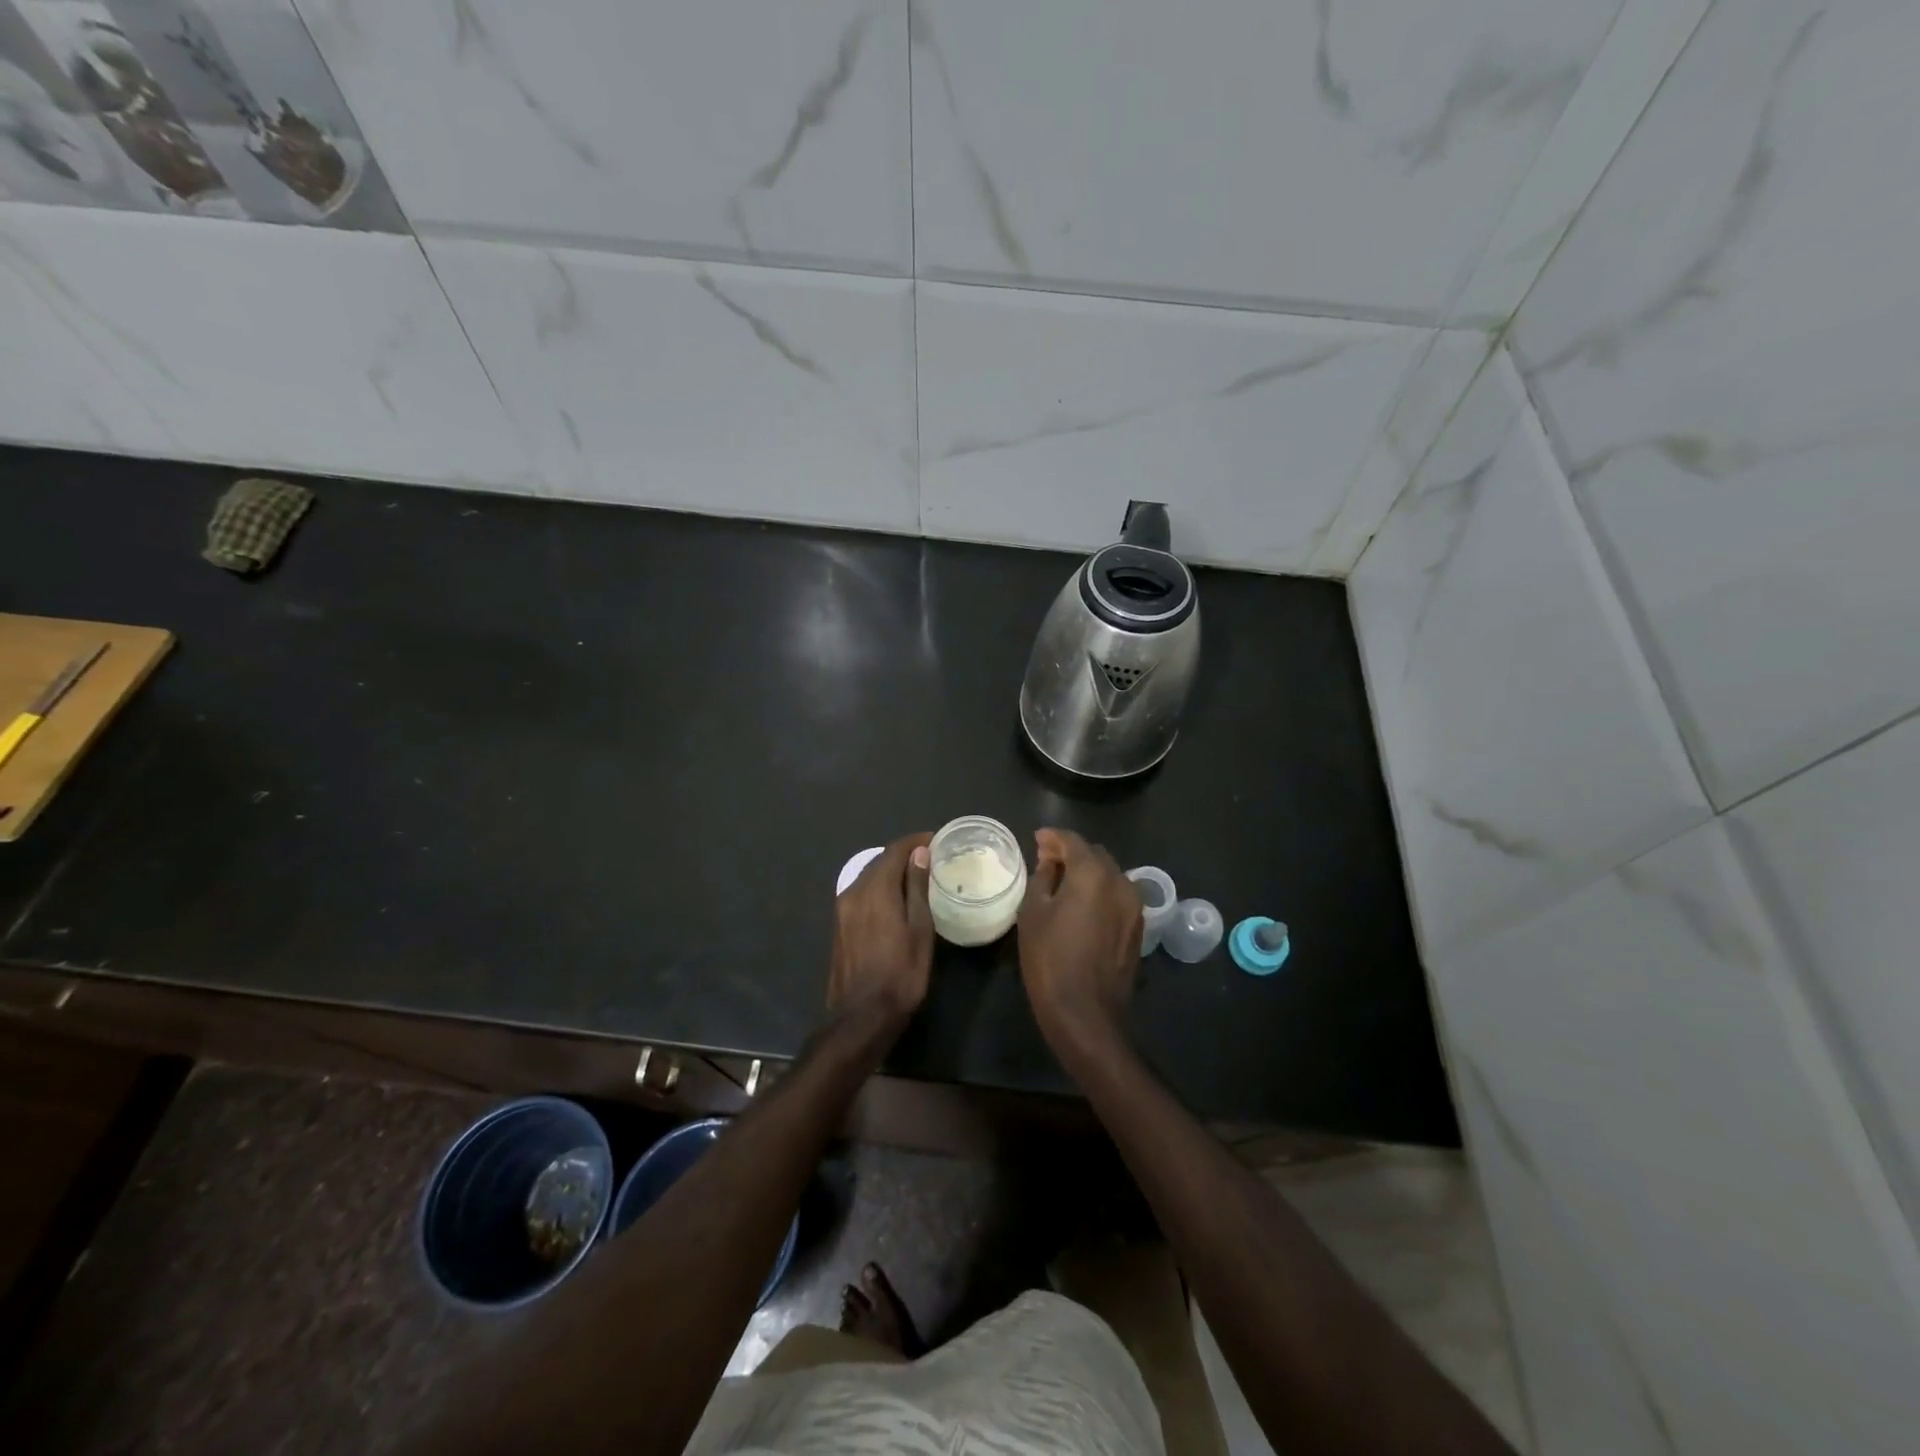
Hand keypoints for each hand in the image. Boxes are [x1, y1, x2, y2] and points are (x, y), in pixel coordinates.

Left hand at [828, 832, 934, 1026]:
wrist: (861, 1017)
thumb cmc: (901, 974)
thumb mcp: (919, 930)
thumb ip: (917, 888)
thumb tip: (919, 853)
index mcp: (874, 890)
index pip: (894, 851)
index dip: (915, 841)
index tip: (935, 839)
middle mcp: (853, 893)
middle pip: (879, 862)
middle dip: (903, 855)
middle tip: (930, 858)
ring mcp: (842, 910)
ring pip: (868, 878)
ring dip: (890, 872)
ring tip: (916, 877)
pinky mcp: (840, 926)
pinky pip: (862, 894)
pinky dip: (880, 888)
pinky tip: (896, 900)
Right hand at [1017, 828, 1140, 1057]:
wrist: (1086, 1013)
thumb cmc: (1050, 960)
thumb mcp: (1033, 914)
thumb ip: (1042, 879)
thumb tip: (1050, 864)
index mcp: (1093, 873)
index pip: (1072, 841)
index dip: (1053, 837)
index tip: (1037, 839)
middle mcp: (1120, 882)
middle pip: (1095, 855)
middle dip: (1071, 853)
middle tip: (1047, 861)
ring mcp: (1134, 906)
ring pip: (1109, 875)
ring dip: (1087, 872)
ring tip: (1063, 883)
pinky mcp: (1138, 927)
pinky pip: (1117, 896)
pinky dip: (1100, 891)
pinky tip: (1082, 905)